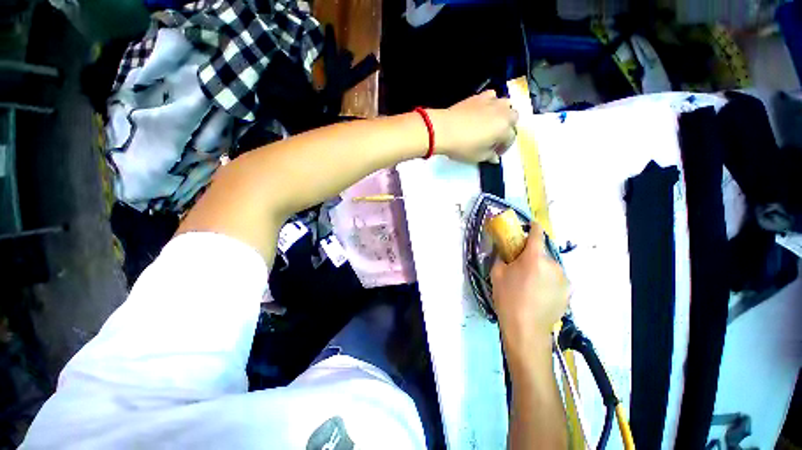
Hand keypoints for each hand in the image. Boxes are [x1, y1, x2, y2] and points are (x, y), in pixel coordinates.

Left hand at [429, 91, 518, 163]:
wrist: (444, 129)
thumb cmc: (462, 146)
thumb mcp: (477, 156)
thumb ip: (489, 156)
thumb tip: (495, 158)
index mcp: (504, 129)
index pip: (510, 139)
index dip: (504, 148)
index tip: (495, 153)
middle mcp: (502, 113)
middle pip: (513, 119)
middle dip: (508, 128)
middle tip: (496, 138)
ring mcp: (491, 102)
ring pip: (506, 105)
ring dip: (503, 114)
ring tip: (492, 123)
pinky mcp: (479, 96)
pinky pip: (492, 96)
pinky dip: (492, 103)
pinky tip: (484, 110)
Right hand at [490, 224, 568, 352]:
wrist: (526, 329)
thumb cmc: (508, 298)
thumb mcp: (497, 274)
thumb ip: (501, 257)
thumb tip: (503, 250)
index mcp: (535, 257)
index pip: (537, 234)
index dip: (533, 227)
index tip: (530, 226)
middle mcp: (553, 265)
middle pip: (542, 252)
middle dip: (532, 255)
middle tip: (521, 266)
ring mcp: (563, 279)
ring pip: (550, 266)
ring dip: (541, 268)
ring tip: (530, 283)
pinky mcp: (568, 292)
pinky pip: (556, 279)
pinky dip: (548, 280)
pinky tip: (538, 293)